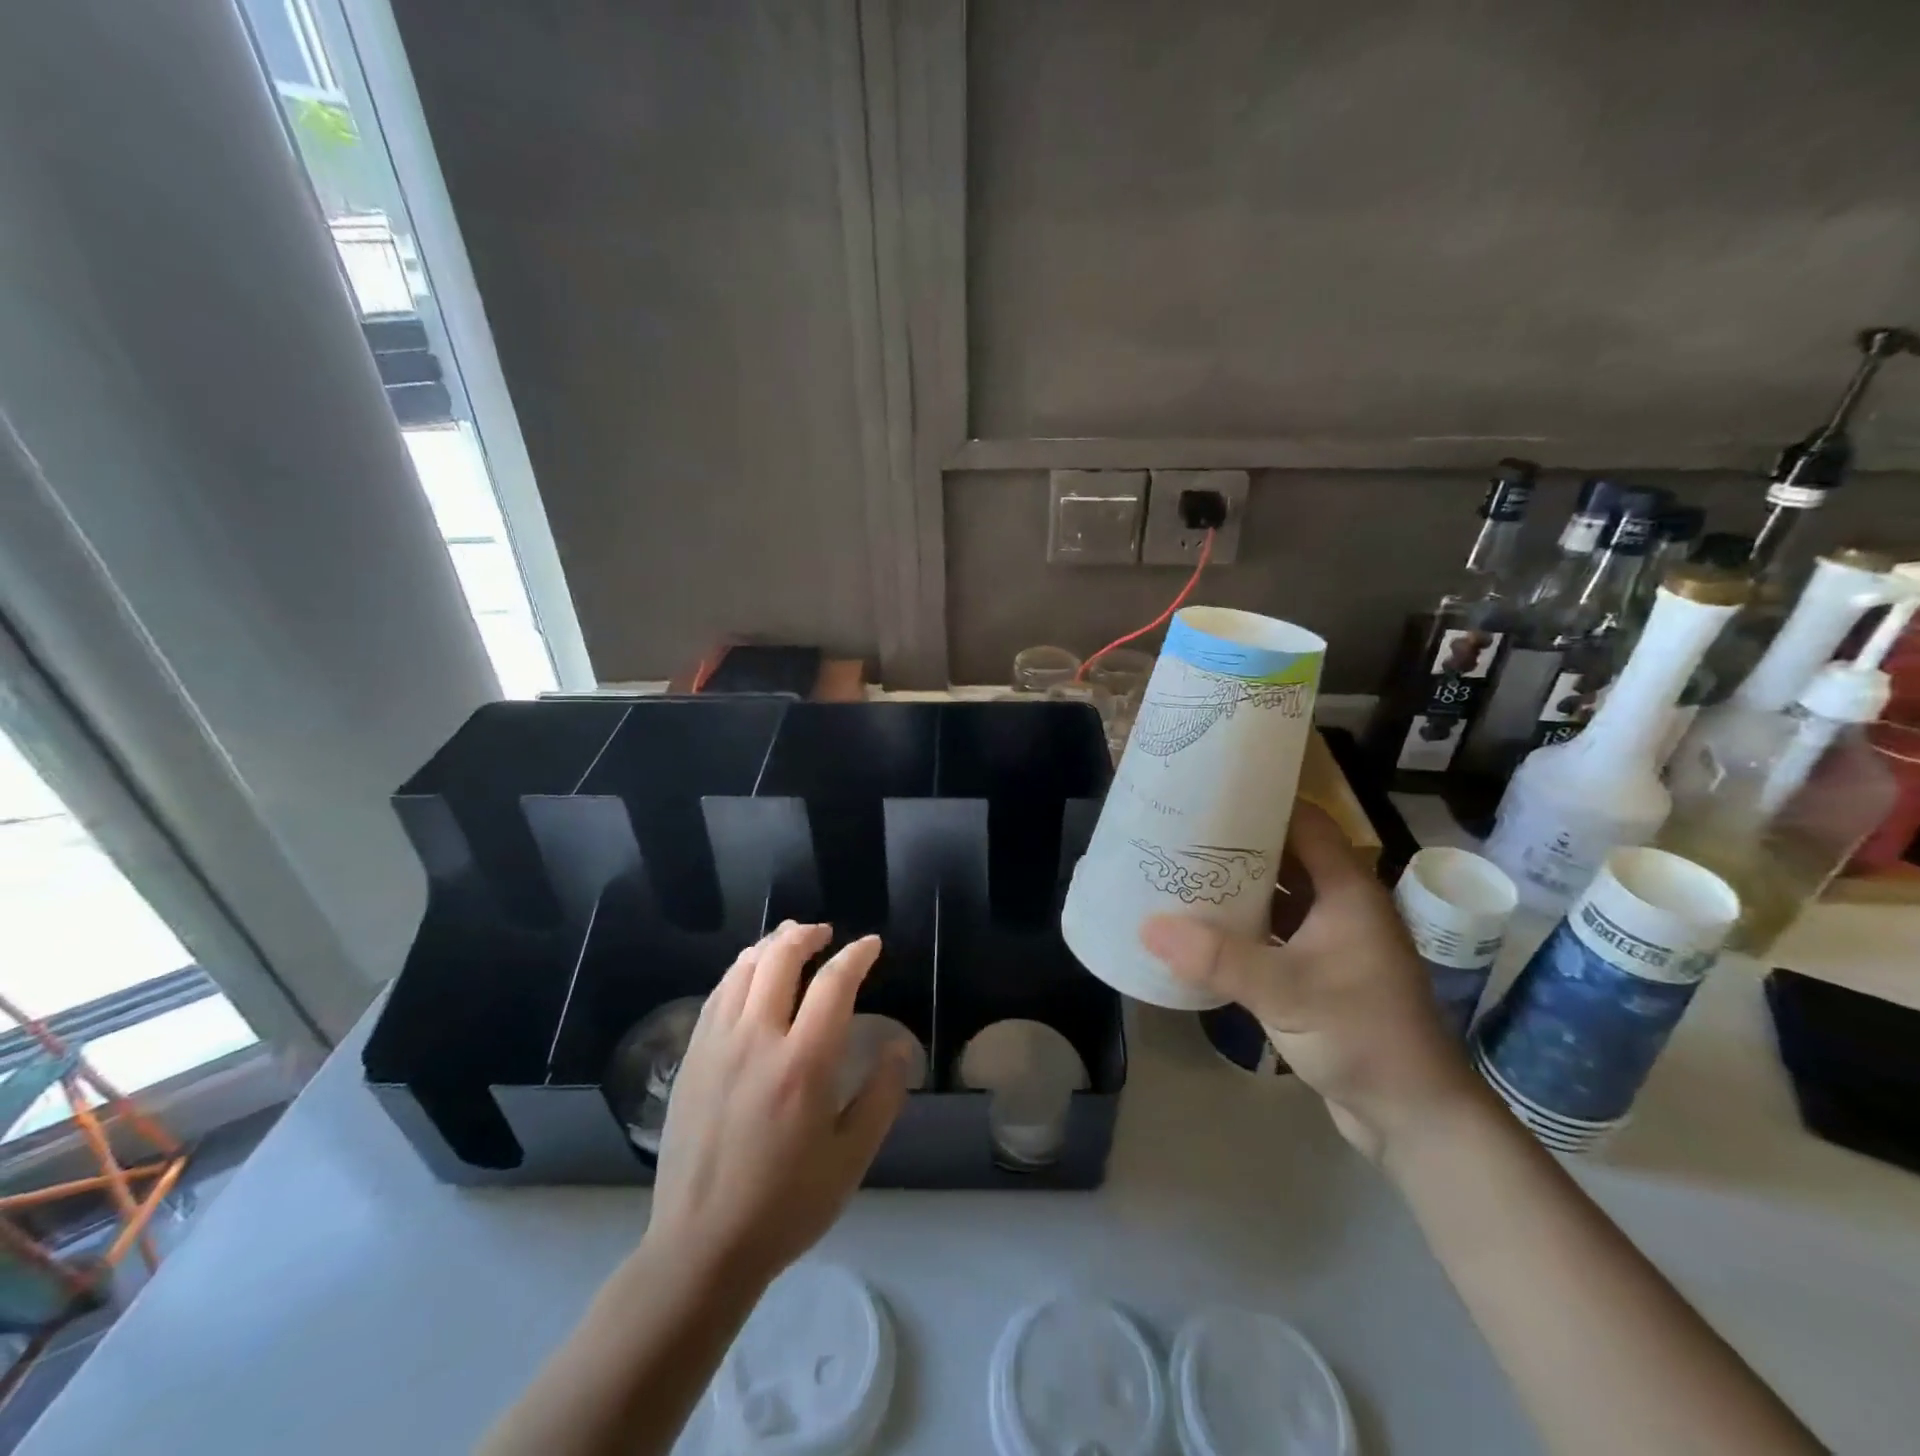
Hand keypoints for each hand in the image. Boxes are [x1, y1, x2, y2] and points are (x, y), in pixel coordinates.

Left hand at [643, 922, 911, 1292]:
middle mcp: (757, 1039)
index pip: (833, 983)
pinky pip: (716, 995)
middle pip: (780, 959)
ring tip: (788, 941)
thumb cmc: (786, 1205)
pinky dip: (738, 971)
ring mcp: (717, 1045)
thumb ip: (881, 1097)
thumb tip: (898, 1047)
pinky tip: (747, 976)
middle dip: (807, 935)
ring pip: (742, 970)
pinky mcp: (691, 1058)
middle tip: (826, 933)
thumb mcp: (851, 1159)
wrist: (701, 1246)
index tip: (871, 945)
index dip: (856, 955)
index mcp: (803, 1063)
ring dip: (770, 945)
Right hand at [1141, 804, 1482, 1162]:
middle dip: (1234, 843)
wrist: (1413, 1117)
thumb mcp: (1287, 992)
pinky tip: (1202, 927)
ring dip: (1235, 885)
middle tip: (1179, 833)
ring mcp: (1331, 939)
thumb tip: (1148, 925)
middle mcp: (1341, 904)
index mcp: (1348, 889)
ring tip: (1180, 872)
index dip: (1260, 802)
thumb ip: (1218, 957)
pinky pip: (1274, 930)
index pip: (1304, 822)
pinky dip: (1242, 924)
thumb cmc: (1363, 1037)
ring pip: (1277, 894)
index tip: (1207, 793)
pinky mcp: (1319, 970)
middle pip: (1284, 854)